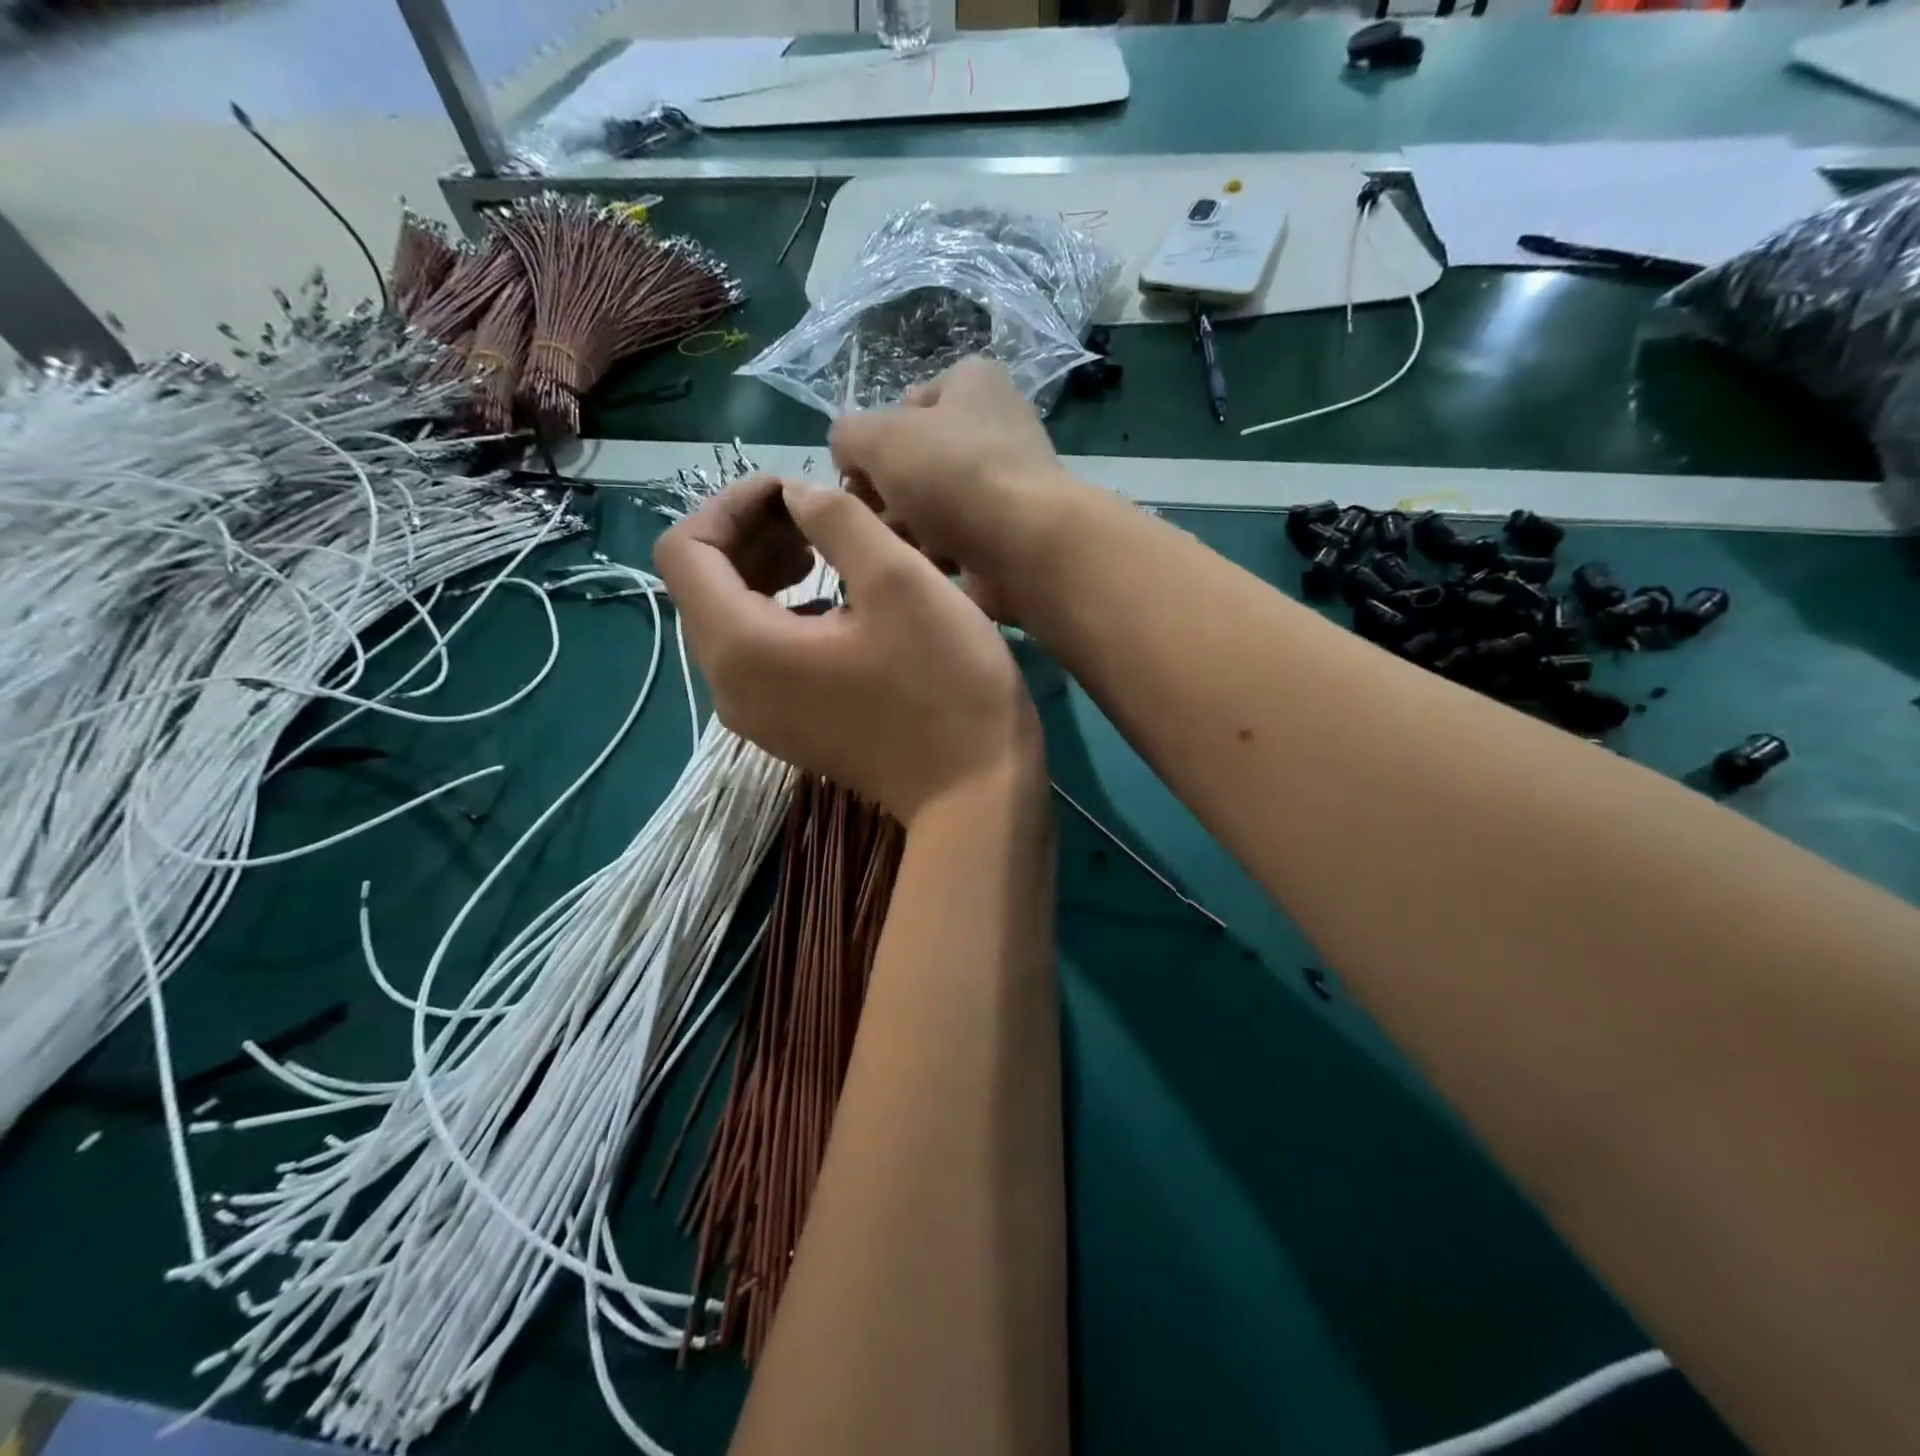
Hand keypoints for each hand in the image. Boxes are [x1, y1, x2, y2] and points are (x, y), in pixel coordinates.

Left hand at [654, 475, 1041, 824]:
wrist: (974, 791)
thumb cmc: (944, 683)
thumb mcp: (899, 580)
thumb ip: (836, 518)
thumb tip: (797, 497)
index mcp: (741, 645)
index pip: (684, 550)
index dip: (730, 504)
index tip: (792, 489)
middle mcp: (728, 685)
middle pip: (701, 586)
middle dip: (749, 535)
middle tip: (814, 515)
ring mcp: (754, 715)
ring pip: (728, 620)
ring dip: (763, 572)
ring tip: (822, 553)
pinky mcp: (784, 728)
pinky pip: (755, 655)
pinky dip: (778, 614)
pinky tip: (835, 605)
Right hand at [829, 357, 1085, 621]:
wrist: (1023, 545)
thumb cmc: (952, 474)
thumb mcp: (879, 437)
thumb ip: (847, 436)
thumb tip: (849, 457)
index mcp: (973, 383)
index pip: (906, 405)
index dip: (876, 441)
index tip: (862, 475)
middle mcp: (995, 427)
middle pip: (917, 462)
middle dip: (889, 493)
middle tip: (877, 516)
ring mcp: (1006, 484)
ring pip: (933, 507)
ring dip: (909, 529)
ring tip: (906, 543)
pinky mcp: (1010, 533)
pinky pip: (956, 542)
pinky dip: (939, 555)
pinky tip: (934, 565)